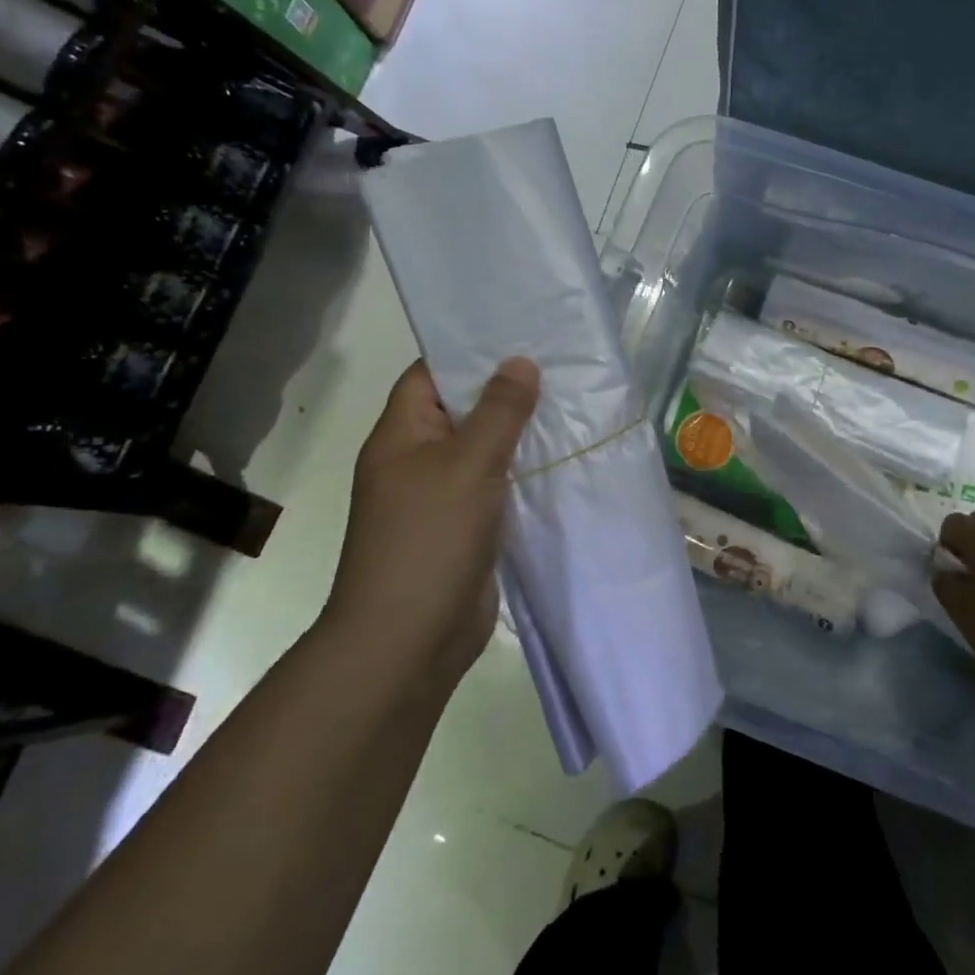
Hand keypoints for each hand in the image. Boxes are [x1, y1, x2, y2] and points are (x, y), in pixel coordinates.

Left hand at [320, 357, 540, 693]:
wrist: (408, 641)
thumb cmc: (429, 539)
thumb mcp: (468, 464)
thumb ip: (499, 410)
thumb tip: (520, 362)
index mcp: (402, 434)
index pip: (431, 374)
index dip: (470, 351)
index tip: (519, 333)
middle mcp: (417, 459)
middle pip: (463, 408)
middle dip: (507, 389)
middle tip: (560, 363)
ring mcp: (441, 495)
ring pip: (485, 448)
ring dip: (521, 431)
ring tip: (573, 402)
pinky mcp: (465, 526)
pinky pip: (497, 484)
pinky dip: (525, 470)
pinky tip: (563, 456)